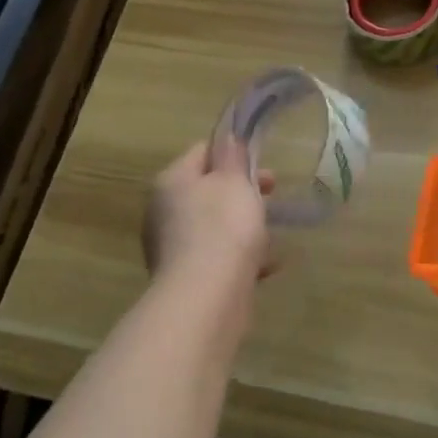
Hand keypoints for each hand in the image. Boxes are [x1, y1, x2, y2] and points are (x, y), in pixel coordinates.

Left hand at [143, 138, 276, 286]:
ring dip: (244, 227)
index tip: (262, 164)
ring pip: (215, 226)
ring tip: (273, 234)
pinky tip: (268, 265)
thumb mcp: (234, 180)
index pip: (202, 152)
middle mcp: (164, 211)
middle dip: (243, 192)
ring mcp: (173, 247)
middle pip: (209, 190)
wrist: (206, 298)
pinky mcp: (187, 278)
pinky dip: (242, 258)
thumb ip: (232, 156)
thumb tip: (227, 139)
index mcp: (171, 181)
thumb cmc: (223, 227)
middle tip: (272, 196)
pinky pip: (219, 258)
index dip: (233, 153)